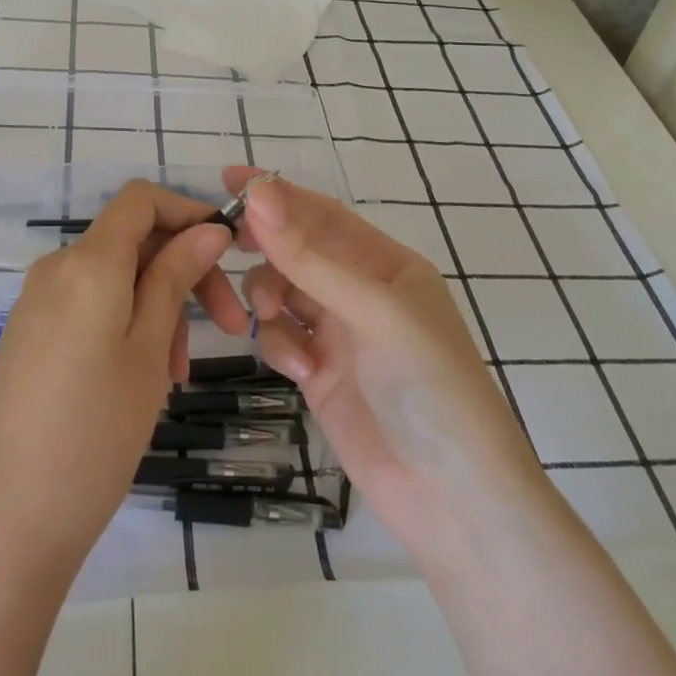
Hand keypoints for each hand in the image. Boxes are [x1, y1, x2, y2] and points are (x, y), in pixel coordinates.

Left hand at [0, 180, 244, 585]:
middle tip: (229, 326)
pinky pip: (88, 308)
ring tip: (178, 373)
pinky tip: (143, 379)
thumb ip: (174, 278)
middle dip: (184, 269)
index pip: (140, 199)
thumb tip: (207, 228)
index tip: (228, 251)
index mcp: (88, 262)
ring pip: (114, 280)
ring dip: (158, 306)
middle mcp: (56, 270)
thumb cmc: (92, 435)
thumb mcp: (148, 351)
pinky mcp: (28, 338)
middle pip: (132, 241)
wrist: (0, 527)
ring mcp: (36, 305)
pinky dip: (126, 325)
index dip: (188, 211)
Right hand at [225, 167, 543, 559]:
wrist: (452, 498)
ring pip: (282, 292)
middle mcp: (361, 292)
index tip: (229, 177)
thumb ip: (310, 257)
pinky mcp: (319, 374)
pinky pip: (282, 338)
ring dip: (268, 296)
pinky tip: (300, 370)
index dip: (279, 194)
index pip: (324, 214)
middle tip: (224, 239)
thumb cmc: (428, 386)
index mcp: (386, 264)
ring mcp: (339, 334)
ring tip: (268, 316)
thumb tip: (258, 194)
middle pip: (298, 250)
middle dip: (265, 243)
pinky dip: (280, 345)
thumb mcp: (374, 312)